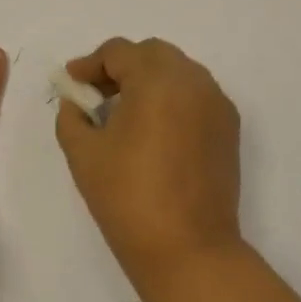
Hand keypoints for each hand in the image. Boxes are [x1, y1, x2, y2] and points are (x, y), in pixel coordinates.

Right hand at [54, 37, 245, 287]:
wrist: (188, 249)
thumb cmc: (128, 198)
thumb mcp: (84, 154)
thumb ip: (72, 117)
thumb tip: (76, 103)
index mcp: (157, 80)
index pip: (119, 52)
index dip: (89, 64)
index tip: (71, 84)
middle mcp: (194, 81)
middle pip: (153, 54)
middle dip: (121, 67)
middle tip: (96, 95)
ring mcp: (217, 104)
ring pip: (179, 73)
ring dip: (149, 81)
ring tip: (124, 113)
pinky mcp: (229, 129)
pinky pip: (196, 96)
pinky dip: (172, 100)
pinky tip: (154, 131)